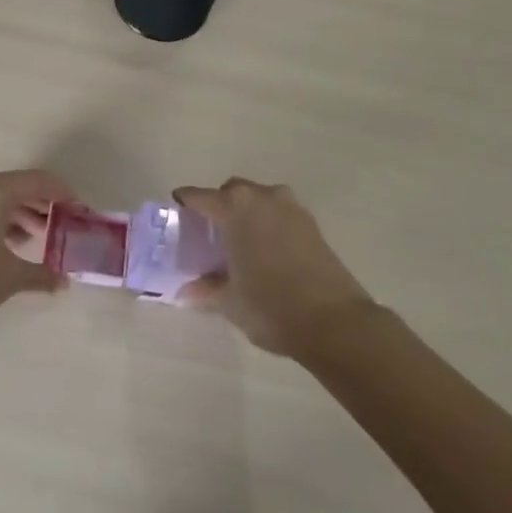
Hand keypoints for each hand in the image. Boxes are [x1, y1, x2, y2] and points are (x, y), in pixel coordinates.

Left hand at [0, 170, 66, 329]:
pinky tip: (12, 243)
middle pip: (18, 187)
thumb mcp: (12, 276)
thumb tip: (64, 281)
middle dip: (42, 206)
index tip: (79, 211)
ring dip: (21, 214)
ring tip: (40, 239)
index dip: (63, 194)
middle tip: (62, 226)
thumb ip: (43, 273)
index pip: (38, 181)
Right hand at [173, 178, 376, 357]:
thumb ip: (206, 289)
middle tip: (210, 233)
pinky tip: (267, 251)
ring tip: (241, 242)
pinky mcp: (312, 223)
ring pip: (259, 199)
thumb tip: (186, 290)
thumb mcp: (230, 302)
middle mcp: (262, 197)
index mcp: (235, 208)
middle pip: (231, 191)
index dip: (185, 203)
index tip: (177, 214)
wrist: (334, 321)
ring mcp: (291, 207)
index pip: (199, 196)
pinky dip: (269, 223)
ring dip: (247, 212)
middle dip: (219, 205)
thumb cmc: (271, 306)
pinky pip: (280, 213)